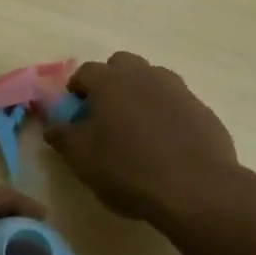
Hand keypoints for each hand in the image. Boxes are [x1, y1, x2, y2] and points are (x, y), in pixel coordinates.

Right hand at [44, 51, 247, 228]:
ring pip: (153, 79)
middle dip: (112, 80)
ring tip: (138, 125)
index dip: (78, 87)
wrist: (197, 190)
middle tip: (107, 111)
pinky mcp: (203, 110)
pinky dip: (168, 113)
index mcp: (110, 82)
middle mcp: (144, 76)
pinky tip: (168, 142)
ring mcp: (178, 90)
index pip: (86, 71)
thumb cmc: (129, 170)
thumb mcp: (83, 159)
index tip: (76, 108)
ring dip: (142, 93)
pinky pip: (177, 102)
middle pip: (123, 64)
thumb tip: (52, 126)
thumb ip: (63, 137)